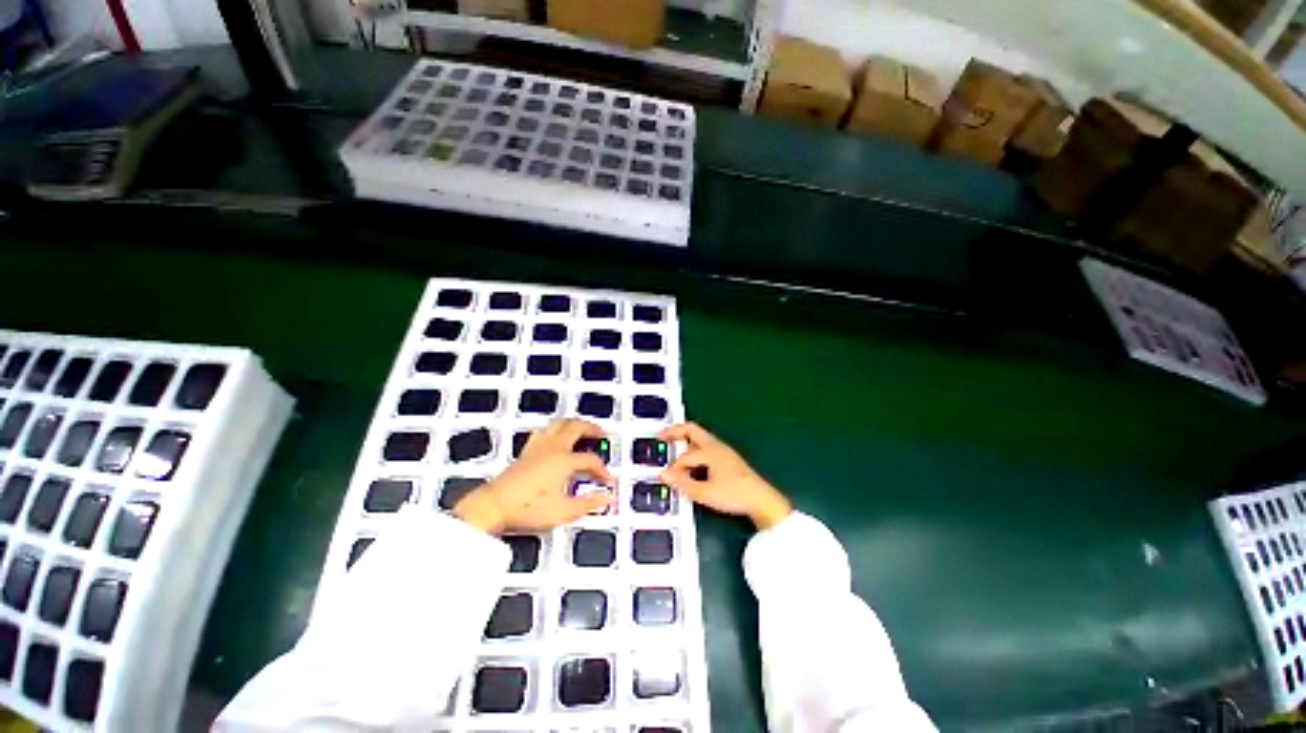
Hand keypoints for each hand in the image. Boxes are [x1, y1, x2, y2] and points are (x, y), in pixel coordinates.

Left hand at [454, 418, 614, 533]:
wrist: (493, 507)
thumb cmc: (525, 508)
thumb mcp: (564, 511)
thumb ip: (589, 503)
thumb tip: (605, 499)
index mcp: (564, 460)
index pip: (591, 460)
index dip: (602, 469)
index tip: (606, 480)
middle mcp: (552, 448)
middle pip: (576, 427)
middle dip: (592, 428)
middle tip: (601, 433)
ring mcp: (538, 447)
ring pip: (559, 423)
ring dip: (574, 423)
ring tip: (581, 428)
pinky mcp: (526, 451)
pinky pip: (544, 430)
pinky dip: (555, 429)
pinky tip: (554, 435)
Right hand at [659, 422, 791, 529]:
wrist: (761, 500)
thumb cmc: (734, 495)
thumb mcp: (705, 493)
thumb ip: (682, 484)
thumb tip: (663, 475)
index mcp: (710, 451)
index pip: (685, 457)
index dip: (673, 468)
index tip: (665, 477)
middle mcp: (716, 446)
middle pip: (692, 430)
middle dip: (675, 431)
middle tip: (661, 435)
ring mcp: (723, 451)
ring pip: (699, 438)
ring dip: (685, 439)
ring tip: (673, 445)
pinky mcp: (728, 459)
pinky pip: (706, 446)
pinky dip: (694, 448)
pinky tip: (692, 460)